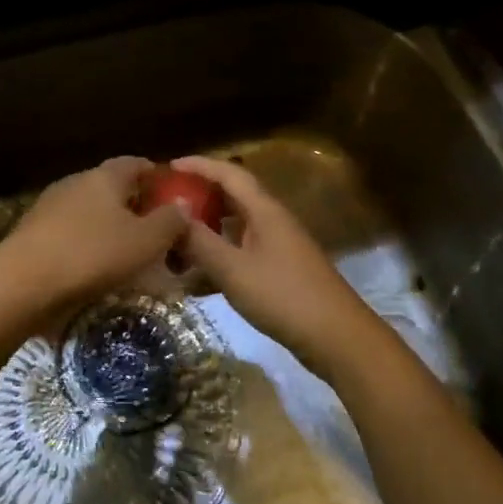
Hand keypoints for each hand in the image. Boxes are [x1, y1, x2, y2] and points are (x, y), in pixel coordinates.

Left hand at [0, 157, 189, 321]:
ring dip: (110, 227)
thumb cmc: (91, 255)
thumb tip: (182, 204)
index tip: (172, 193)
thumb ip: (169, 221)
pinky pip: (71, 232)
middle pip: (111, 187)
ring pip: (90, 211)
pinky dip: (88, 244)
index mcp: (104, 176)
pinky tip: (96, 267)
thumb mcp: (145, 241)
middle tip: (156, 229)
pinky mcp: (33, 232)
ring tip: (128, 253)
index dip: (156, 175)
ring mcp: (50, 206)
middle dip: (134, 204)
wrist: (21, 283)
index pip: (135, 163)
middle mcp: (76, 182)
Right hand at [173, 155, 382, 379]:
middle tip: (166, 205)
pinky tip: (194, 282)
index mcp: (264, 210)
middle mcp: (271, 221)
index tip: (169, 166)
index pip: (229, 173)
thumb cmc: (283, 296)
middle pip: (231, 198)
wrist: (336, 337)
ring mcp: (277, 247)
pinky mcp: (278, 271)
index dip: (199, 165)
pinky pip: (240, 255)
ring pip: (234, 229)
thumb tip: (173, 214)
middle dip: (199, 198)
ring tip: (173, 244)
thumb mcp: (233, 269)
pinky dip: (217, 260)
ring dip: (205, 233)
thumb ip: (200, 241)